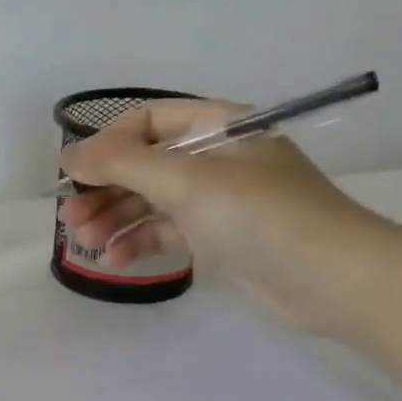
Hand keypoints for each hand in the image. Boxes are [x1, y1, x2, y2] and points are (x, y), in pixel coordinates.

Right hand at [62, 95, 401, 400]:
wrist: (332, 279)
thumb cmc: (259, 216)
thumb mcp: (186, 181)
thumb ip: (122, 164)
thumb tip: (69, 155)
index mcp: (217, 126)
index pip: (147, 121)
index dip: (106, 145)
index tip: (73, 176)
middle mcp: (216, 157)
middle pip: (145, 164)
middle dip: (104, 189)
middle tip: (70, 219)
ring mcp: (219, 200)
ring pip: (153, 201)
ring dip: (116, 218)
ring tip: (85, 243)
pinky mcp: (221, 238)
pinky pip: (169, 231)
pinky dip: (140, 242)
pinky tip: (114, 260)